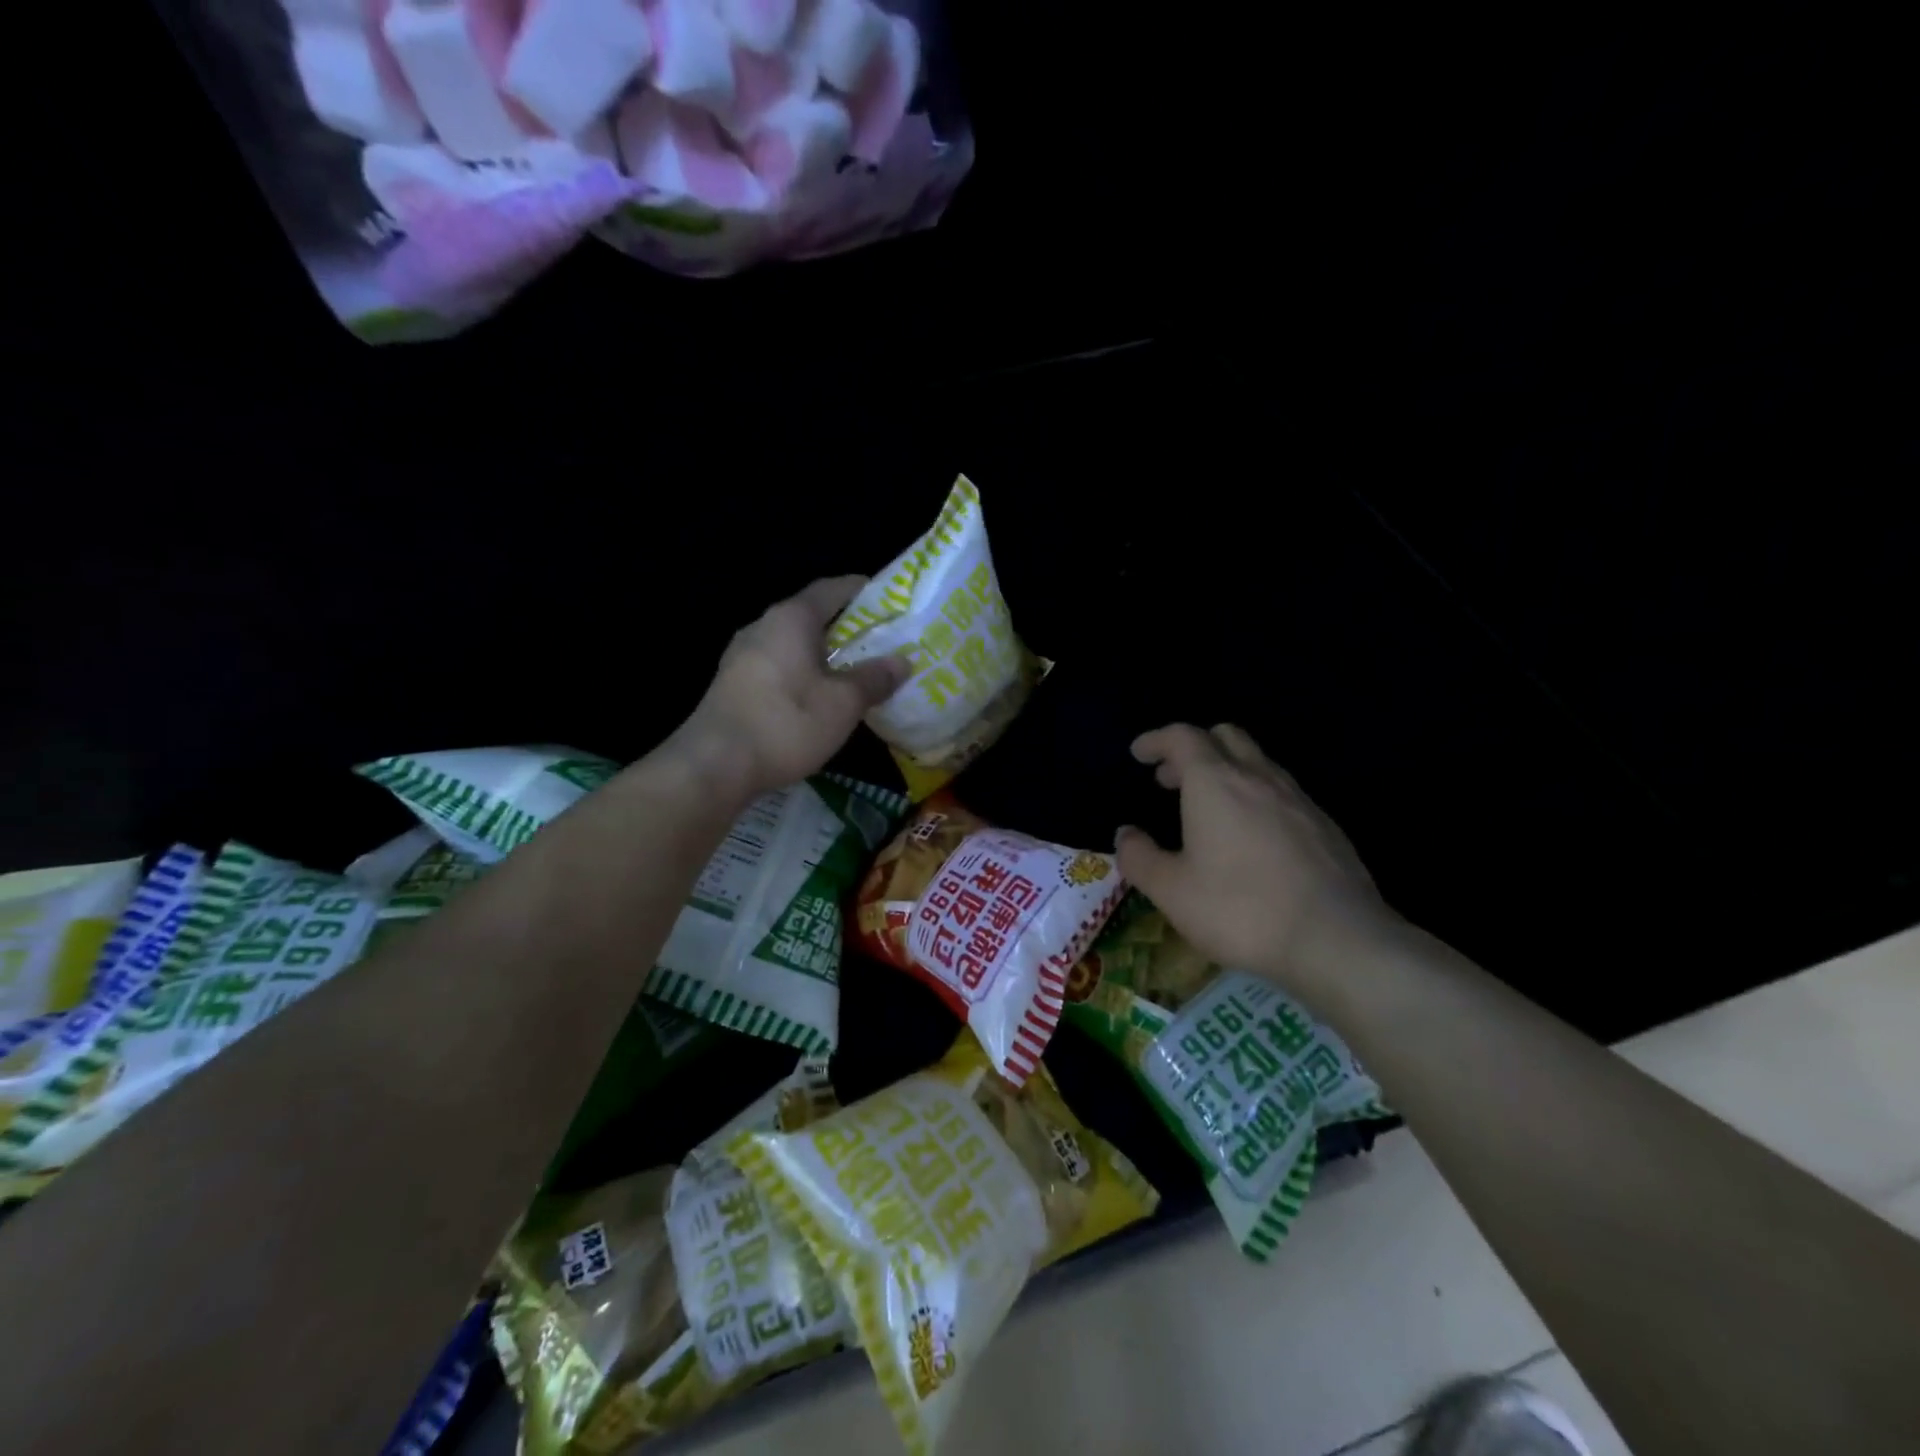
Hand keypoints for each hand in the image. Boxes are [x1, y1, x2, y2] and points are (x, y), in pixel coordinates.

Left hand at [673, 576, 908, 800]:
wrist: (715, 764)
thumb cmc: (786, 722)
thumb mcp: (843, 703)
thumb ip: (874, 678)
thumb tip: (901, 661)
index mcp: (791, 618)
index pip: (832, 588)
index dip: (862, 590)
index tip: (889, 599)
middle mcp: (763, 626)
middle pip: (811, 616)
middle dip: (846, 627)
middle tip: (881, 642)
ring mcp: (742, 656)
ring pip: (793, 644)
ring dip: (823, 654)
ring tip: (854, 672)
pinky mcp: (732, 684)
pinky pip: (777, 666)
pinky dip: (802, 673)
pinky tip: (818, 697)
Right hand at [1115, 724, 1397, 994]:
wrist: (1338, 940)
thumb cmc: (1241, 910)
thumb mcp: (1171, 891)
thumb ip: (1139, 858)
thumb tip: (1125, 834)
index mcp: (1215, 783)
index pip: (1182, 737)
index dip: (1156, 740)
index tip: (1139, 754)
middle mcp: (1258, 778)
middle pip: (1224, 736)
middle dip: (1192, 748)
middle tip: (1170, 779)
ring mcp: (1298, 799)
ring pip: (1257, 762)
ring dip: (1226, 771)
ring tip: (1208, 808)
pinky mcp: (1325, 826)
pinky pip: (1282, 792)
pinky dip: (1255, 796)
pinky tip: (1251, 837)